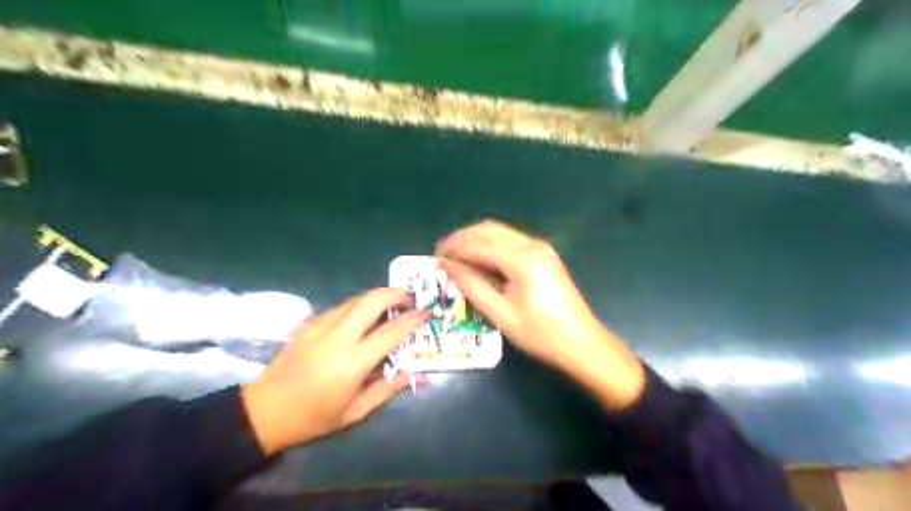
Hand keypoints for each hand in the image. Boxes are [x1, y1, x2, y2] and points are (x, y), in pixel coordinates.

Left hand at [240, 288, 428, 455]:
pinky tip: (363, 318)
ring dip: (378, 297)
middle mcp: (337, 337)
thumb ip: (389, 388)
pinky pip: (341, 306)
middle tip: (410, 300)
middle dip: (396, 293)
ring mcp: (320, 326)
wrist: (265, 411)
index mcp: (352, 362)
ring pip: (356, 299)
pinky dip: (359, 306)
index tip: (428, 312)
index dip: (413, 319)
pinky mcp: (309, 323)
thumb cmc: (315, 417)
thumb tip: (419, 375)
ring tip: (391, 306)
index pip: (391, 331)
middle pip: (372, 300)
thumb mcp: (357, 412)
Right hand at [435, 219, 642, 410]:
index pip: (478, 244)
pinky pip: (510, 241)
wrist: (581, 342)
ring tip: (455, 256)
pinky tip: (479, 260)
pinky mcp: (543, 255)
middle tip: (442, 254)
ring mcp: (540, 248)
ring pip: (499, 232)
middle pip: (489, 229)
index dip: (454, 249)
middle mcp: (532, 244)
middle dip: (462, 238)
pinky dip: (490, 246)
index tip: (434, 258)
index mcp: (522, 258)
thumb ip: (472, 285)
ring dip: (475, 240)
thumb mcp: (501, 313)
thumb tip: (448, 265)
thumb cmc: (540, 333)